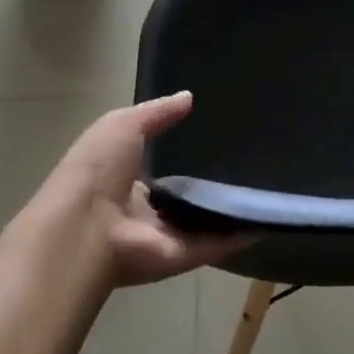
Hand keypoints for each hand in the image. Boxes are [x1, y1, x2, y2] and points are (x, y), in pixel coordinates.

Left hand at [12, 91, 248, 287]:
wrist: (86, 229)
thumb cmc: (97, 170)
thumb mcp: (122, 125)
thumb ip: (157, 112)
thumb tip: (189, 97)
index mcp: (122, 180)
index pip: (155, 168)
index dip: (178, 154)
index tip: (212, 137)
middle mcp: (143, 211)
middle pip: (182, 198)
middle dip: (208, 184)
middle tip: (247, 161)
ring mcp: (164, 236)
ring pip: (202, 222)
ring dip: (228, 210)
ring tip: (264, 188)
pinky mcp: (183, 256)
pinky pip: (216, 244)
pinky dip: (241, 235)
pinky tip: (266, 219)